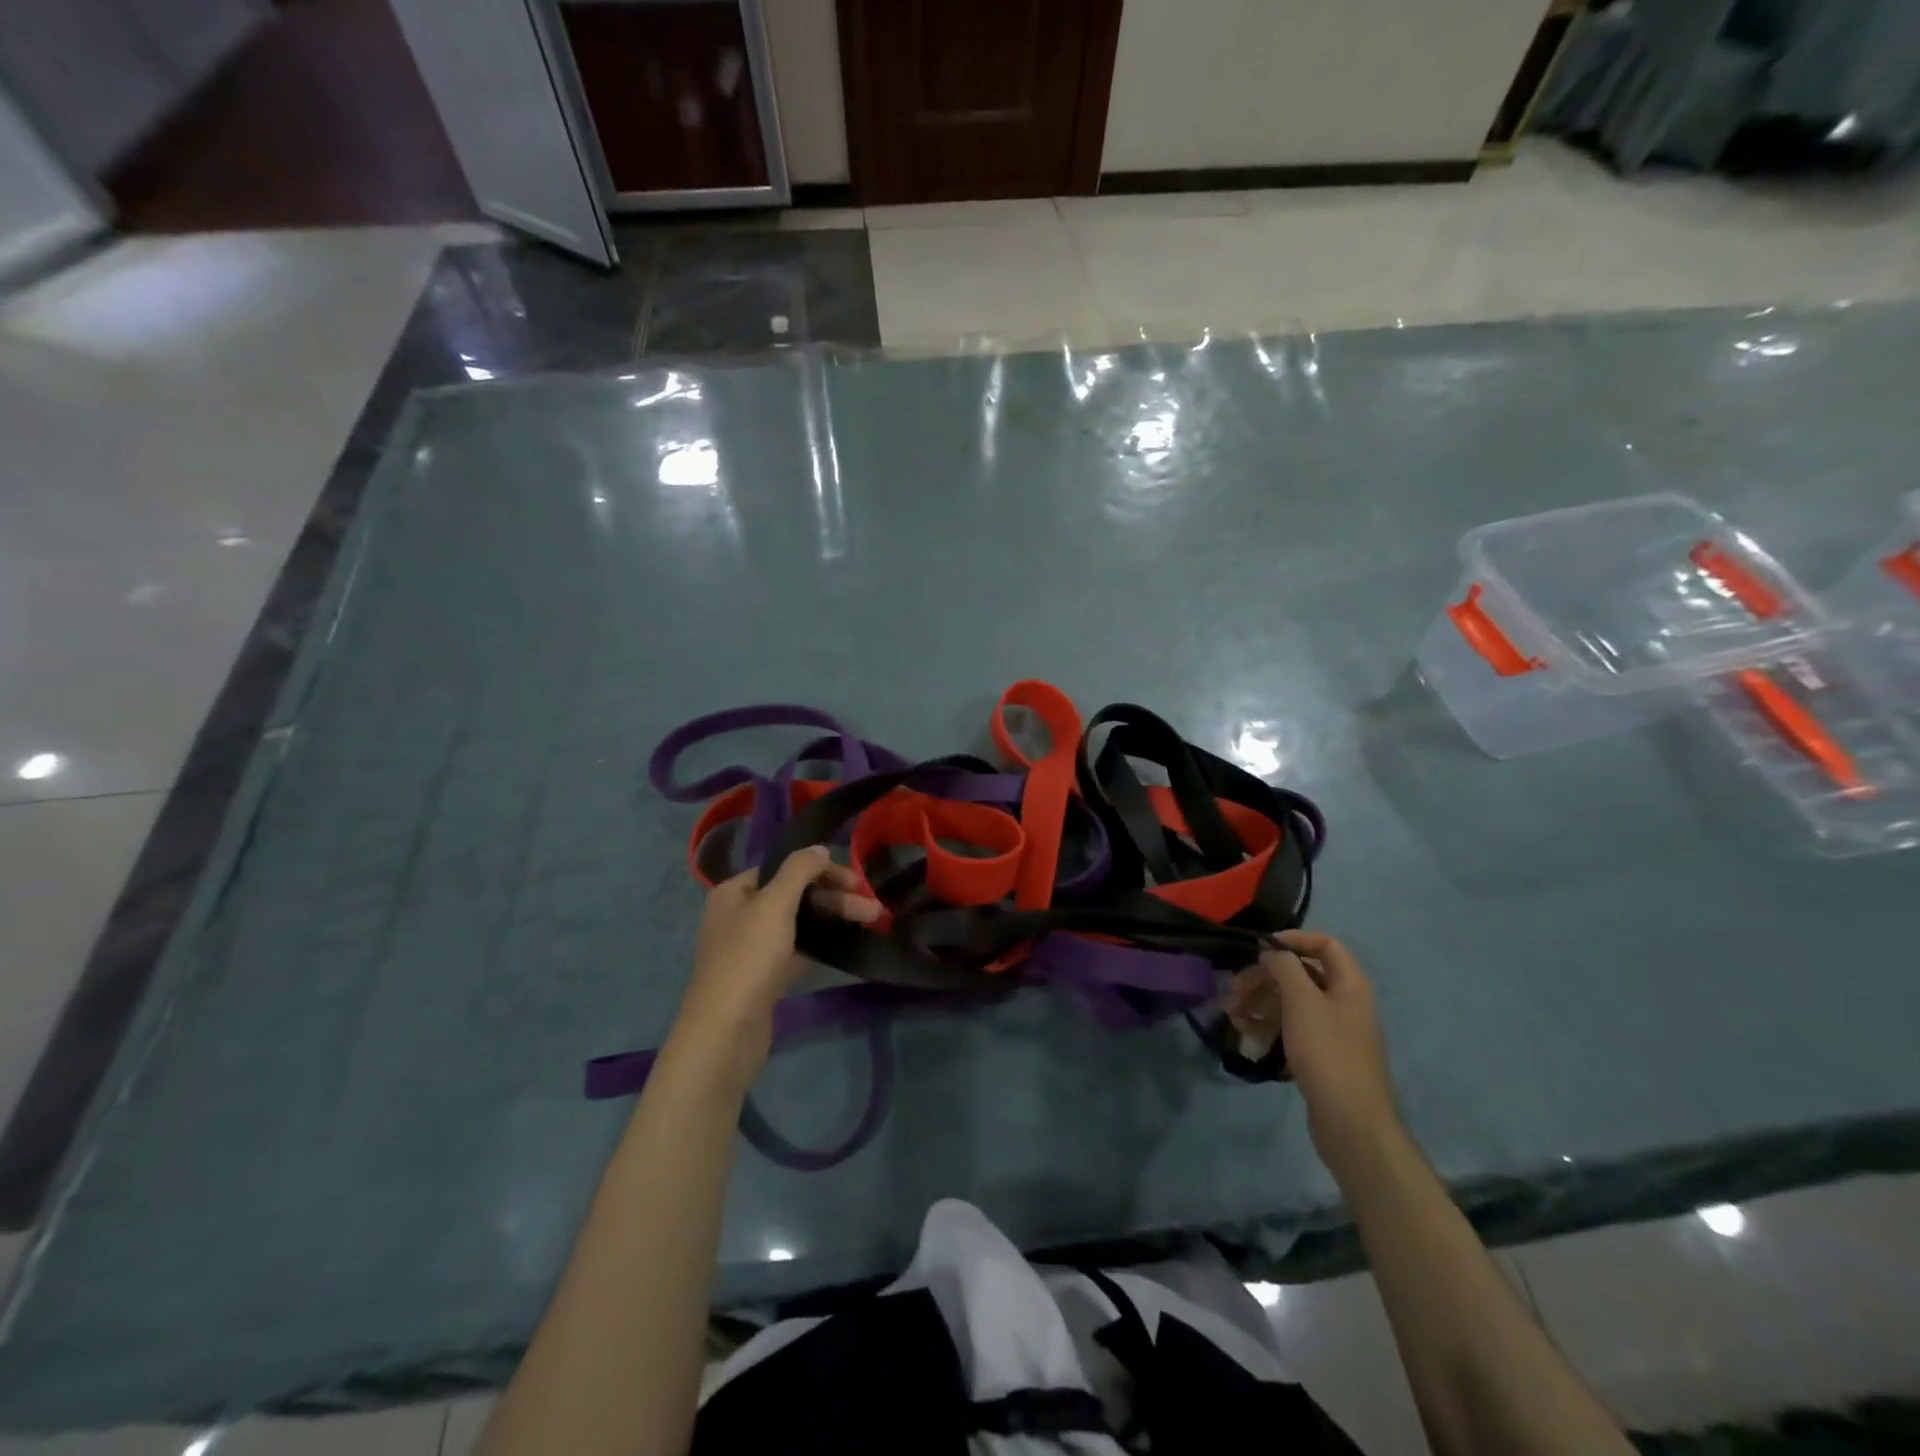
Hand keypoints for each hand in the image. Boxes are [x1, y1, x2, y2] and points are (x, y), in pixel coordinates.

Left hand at [670, 847, 880, 1077]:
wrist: (725, 1032)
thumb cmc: (748, 959)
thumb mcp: (774, 904)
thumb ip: (799, 870)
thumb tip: (819, 848)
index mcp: (735, 891)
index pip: (785, 868)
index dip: (822, 871)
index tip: (857, 882)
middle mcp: (740, 914)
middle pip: (795, 895)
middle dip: (835, 898)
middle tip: (873, 909)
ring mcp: (752, 947)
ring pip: (800, 923)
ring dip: (833, 919)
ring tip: (872, 922)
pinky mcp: (764, 976)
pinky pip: (797, 949)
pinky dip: (821, 943)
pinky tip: (846, 943)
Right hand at [1223, 930, 1399, 1174]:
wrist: (1352, 1124)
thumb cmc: (1328, 1053)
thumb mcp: (1302, 1001)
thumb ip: (1285, 967)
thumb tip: (1271, 951)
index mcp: (1350, 986)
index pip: (1325, 945)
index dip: (1293, 940)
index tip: (1260, 948)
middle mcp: (1344, 1004)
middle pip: (1301, 976)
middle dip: (1264, 978)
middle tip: (1233, 989)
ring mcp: (1333, 1033)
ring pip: (1291, 1005)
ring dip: (1259, 1003)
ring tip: (1230, 1013)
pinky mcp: (1320, 1058)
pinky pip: (1291, 1031)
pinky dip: (1267, 1027)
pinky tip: (1245, 1035)